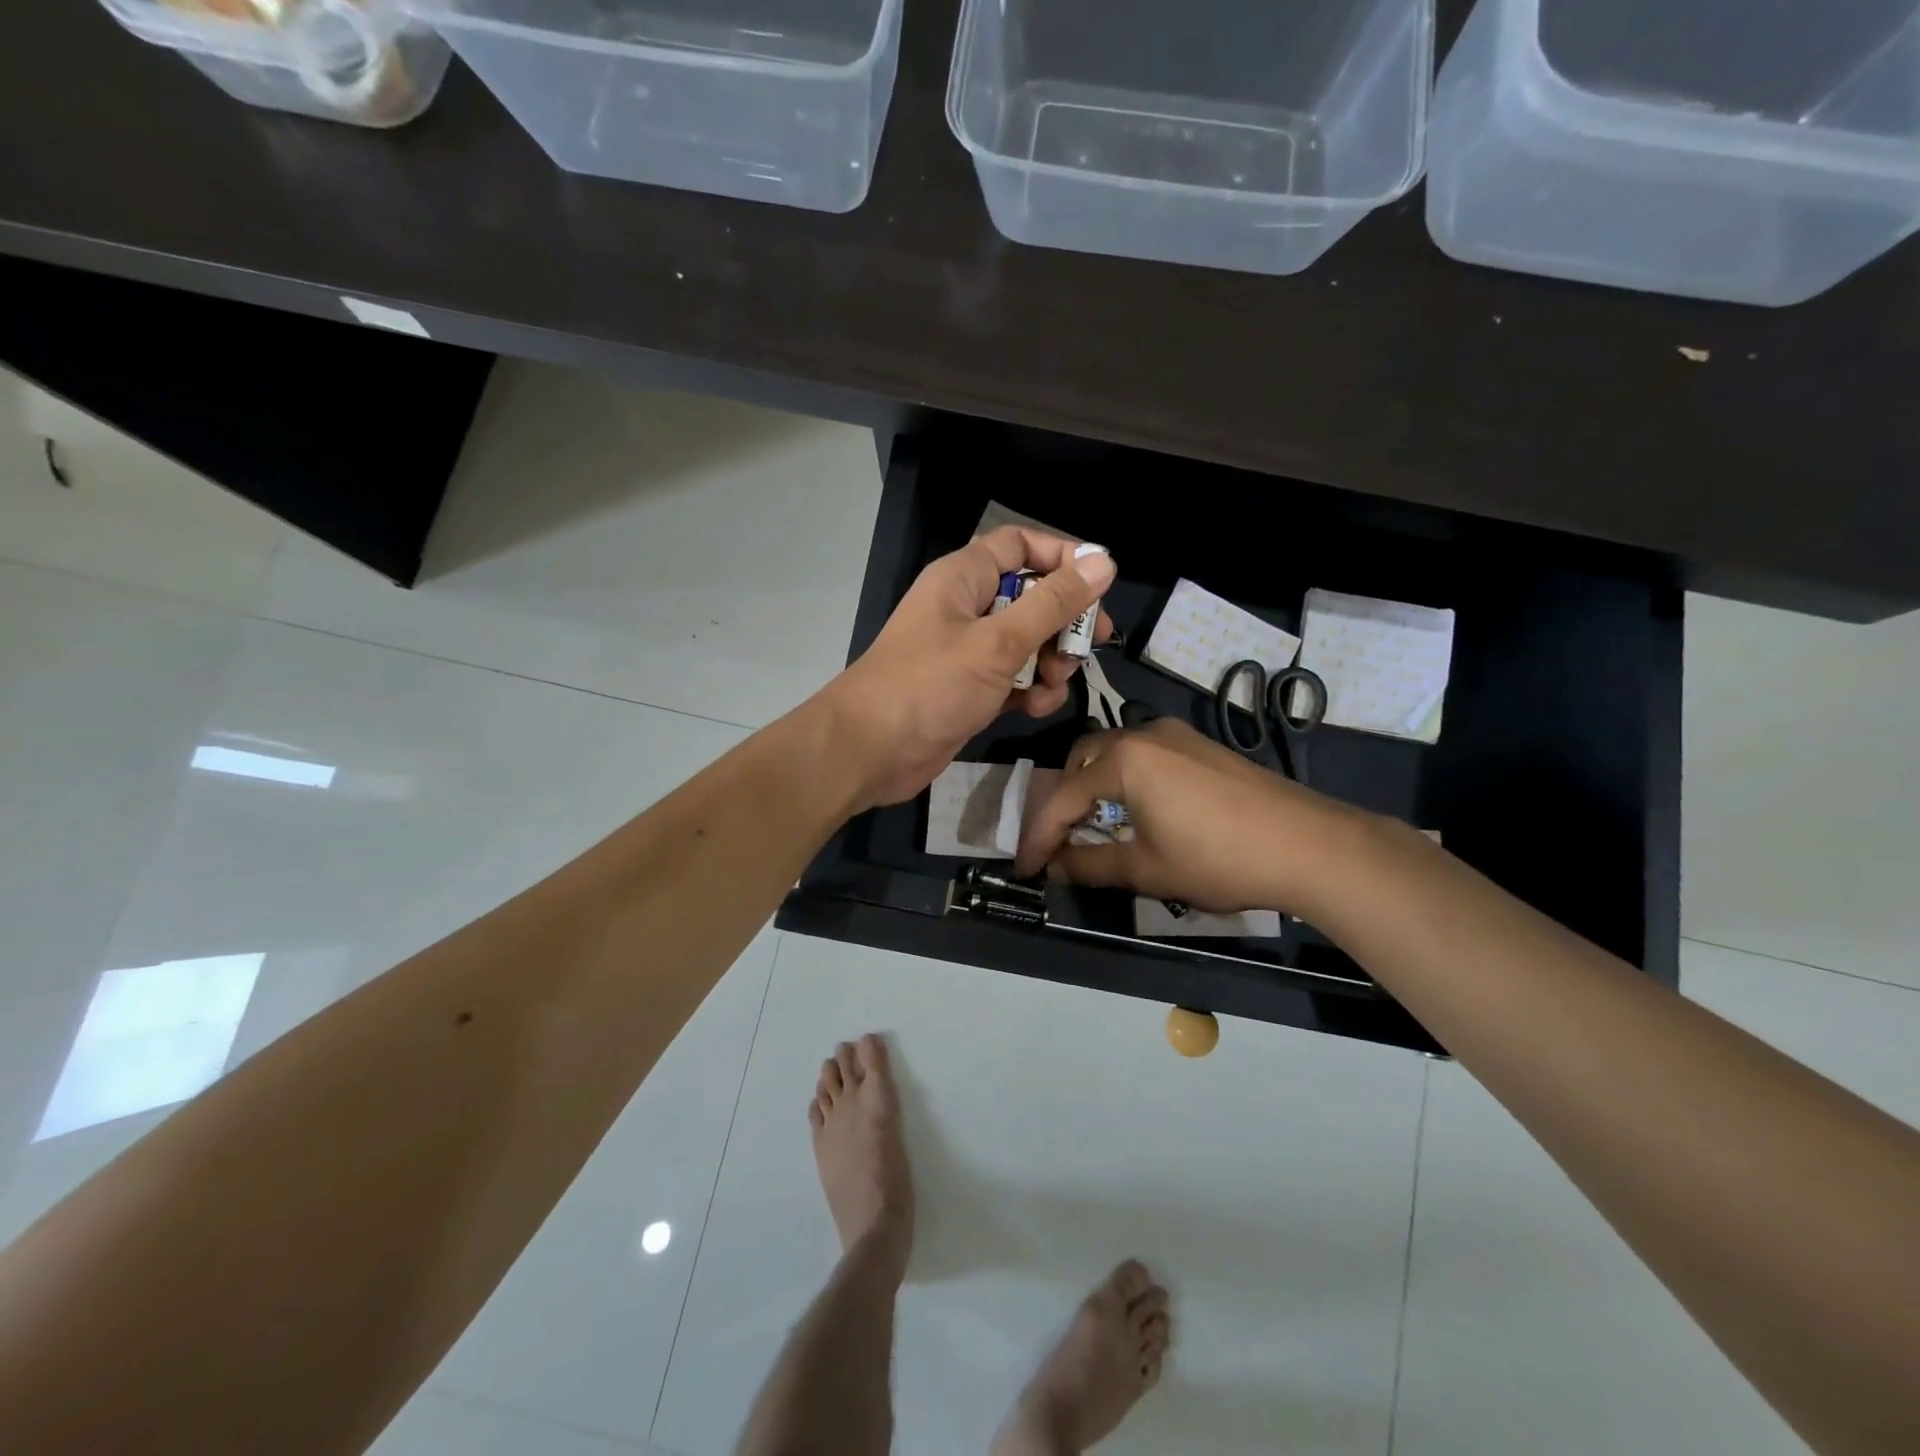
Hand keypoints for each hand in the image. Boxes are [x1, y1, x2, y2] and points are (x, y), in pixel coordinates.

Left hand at [819, 526, 1116, 808]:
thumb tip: (1103, 562)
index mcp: (964, 578)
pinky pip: (1014, 678)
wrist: (870, 751)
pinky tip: (1034, 708)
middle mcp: (966, 608)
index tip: (1099, 586)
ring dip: (1050, 663)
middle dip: (1063, 623)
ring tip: (1053, 685)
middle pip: (1032, 597)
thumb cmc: (930, 685)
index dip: (1062, 558)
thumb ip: (1053, 604)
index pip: (1021, 546)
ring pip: (1028, 643)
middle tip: (1089, 647)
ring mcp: (967, 651)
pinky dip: (1030, 690)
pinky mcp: (970, 689)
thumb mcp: (998, 642)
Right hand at [1015, 718, 1367, 915]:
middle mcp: (1146, 735)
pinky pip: (1147, 756)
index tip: (1027, 868)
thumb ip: (1091, 865)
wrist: (1310, 845)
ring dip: (1097, 787)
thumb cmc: (1217, 858)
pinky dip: (1128, 781)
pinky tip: (1141, 812)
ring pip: (1117, 753)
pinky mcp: (1203, 748)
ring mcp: (1179, 736)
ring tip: (1097, 827)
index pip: (1064, 798)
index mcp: (1125, 759)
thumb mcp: (1147, 869)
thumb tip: (1054, 867)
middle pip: (1085, 760)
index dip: (1040, 837)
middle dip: (1066, 799)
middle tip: (1061, 839)